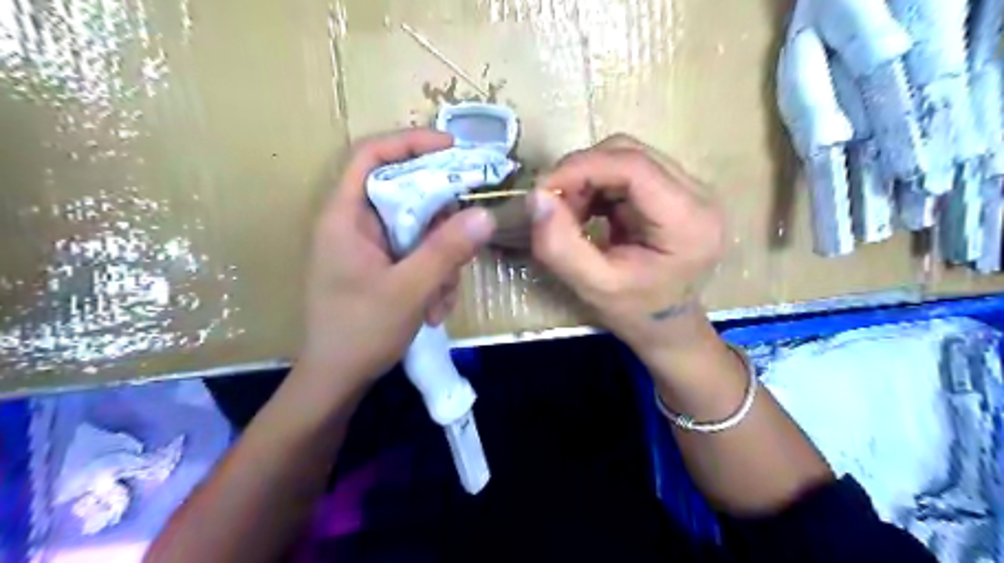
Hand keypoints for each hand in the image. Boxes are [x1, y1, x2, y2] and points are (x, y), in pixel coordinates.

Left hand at [299, 130, 500, 397]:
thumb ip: (446, 250)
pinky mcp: (383, 267)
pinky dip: (433, 278)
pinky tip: (434, 309)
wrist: (338, 379)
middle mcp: (357, 224)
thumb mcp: (409, 290)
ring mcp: (371, 247)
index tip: (453, 148)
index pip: (372, 156)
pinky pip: (418, 255)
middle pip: (408, 195)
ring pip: (420, 231)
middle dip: (442, 225)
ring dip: (441, 262)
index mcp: (346, 216)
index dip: (411, 143)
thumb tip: (485, 215)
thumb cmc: (360, 332)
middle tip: (465, 244)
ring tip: (441, 300)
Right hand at [528, 133, 726, 356]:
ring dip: (588, 179)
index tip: (542, 189)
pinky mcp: (675, 191)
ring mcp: (690, 189)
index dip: (581, 168)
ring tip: (571, 215)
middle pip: (629, 154)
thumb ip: (560, 245)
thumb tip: (536, 196)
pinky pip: (628, 170)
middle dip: (582, 173)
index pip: (633, 166)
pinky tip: (589, 212)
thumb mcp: (593, 287)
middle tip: (554, 206)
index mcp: (688, 221)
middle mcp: (699, 195)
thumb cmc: (636, 313)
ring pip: (626, 157)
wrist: (667, 326)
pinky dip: (598, 185)